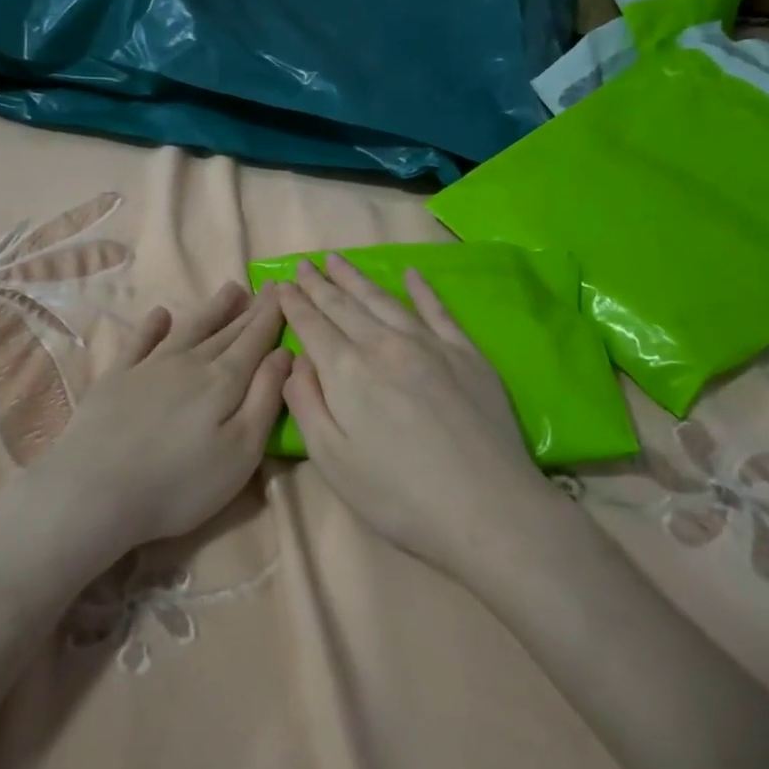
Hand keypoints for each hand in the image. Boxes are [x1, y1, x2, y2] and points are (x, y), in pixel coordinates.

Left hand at [26, 282, 291, 564]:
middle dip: (251, 310)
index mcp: (224, 381)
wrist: (95, 491)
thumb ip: (266, 398)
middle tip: (268, 287)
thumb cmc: (181, 483)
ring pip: (189, 328)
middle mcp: (190, 363)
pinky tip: (161, 313)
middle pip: (227, 331)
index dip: (272, 316)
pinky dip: (152, 325)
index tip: (286, 291)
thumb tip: (285, 353)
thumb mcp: (241, 450)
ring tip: (231, 290)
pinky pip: (140, 341)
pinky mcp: (116, 378)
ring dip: (212, 309)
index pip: (256, 340)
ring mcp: (149, 367)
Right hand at [279, 256, 544, 573]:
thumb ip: (306, 404)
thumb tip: (298, 361)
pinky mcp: (467, 354)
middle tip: (304, 263)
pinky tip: (411, 274)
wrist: (487, 509)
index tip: (281, 283)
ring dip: (357, 278)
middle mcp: (385, 345)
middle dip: (320, 283)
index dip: (294, 303)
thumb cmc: (397, 494)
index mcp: (347, 371)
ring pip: (384, 301)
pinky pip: (438, 311)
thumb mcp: (332, 460)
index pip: (313, 326)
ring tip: (338, 259)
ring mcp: (430, 345)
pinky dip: (422, 290)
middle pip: (344, 306)